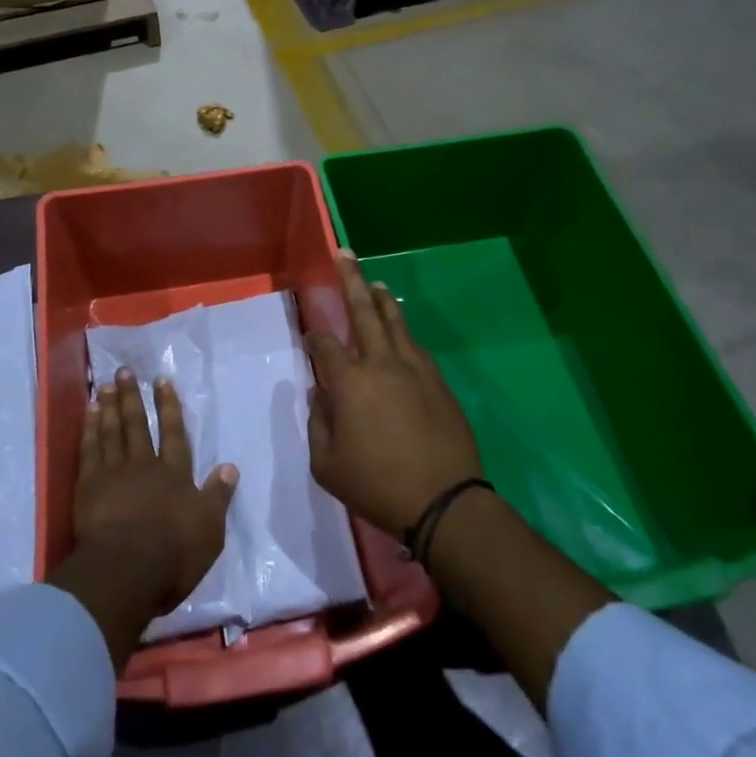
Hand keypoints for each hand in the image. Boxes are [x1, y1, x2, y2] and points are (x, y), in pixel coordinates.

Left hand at [62, 371, 237, 654]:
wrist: (125, 571)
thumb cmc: (173, 554)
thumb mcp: (209, 529)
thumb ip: (218, 496)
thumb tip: (230, 466)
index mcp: (174, 474)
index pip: (173, 432)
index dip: (168, 405)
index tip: (161, 380)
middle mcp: (144, 464)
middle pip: (137, 424)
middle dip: (132, 396)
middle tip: (124, 371)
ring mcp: (113, 472)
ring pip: (112, 431)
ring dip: (109, 406)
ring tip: (105, 385)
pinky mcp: (88, 486)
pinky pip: (89, 448)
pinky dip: (89, 429)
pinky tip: (88, 414)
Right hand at [305, 253, 484, 538]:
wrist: (445, 502)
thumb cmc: (378, 486)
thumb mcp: (327, 465)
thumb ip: (318, 424)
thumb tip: (319, 395)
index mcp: (350, 382)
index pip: (325, 346)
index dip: (314, 338)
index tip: (311, 338)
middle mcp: (381, 363)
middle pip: (363, 311)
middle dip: (351, 280)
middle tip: (345, 254)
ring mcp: (414, 369)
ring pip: (395, 321)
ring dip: (382, 299)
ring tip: (374, 283)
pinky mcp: (438, 381)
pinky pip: (416, 345)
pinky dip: (403, 330)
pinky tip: (400, 331)